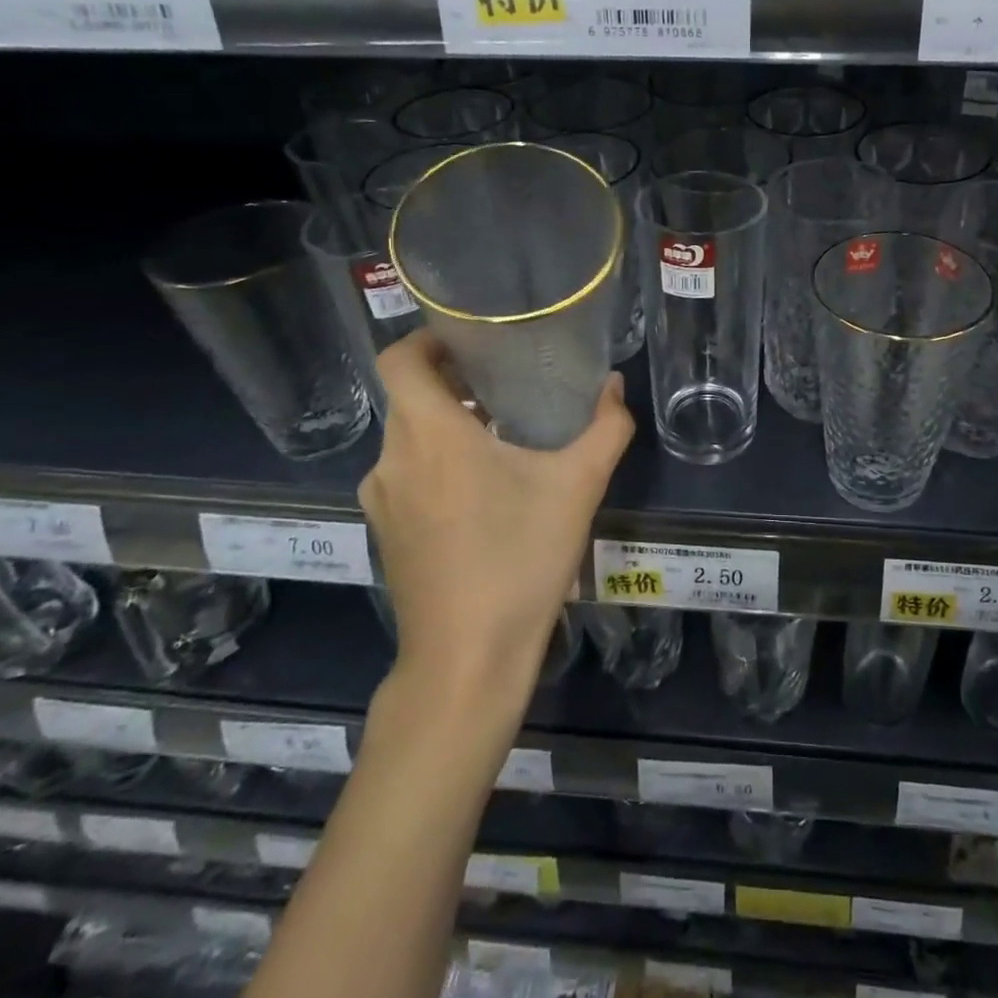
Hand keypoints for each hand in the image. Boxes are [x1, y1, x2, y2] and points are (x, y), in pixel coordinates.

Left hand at [360, 331, 633, 691]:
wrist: (467, 659)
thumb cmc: (521, 558)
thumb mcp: (579, 486)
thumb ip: (606, 427)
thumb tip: (614, 386)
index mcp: (429, 434)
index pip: (399, 358)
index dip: (427, 338)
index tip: (471, 340)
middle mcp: (393, 458)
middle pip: (408, 396)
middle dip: (451, 382)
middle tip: (503, 381)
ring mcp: (382, 499)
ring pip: (408, 438)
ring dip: (446, 425)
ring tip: (500, 433)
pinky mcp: (385, 532)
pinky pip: (406, 474)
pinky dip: (436, 462)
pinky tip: (483, 489)